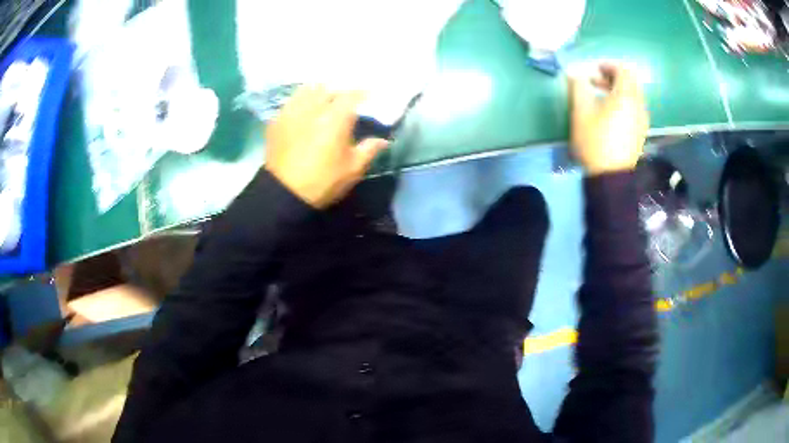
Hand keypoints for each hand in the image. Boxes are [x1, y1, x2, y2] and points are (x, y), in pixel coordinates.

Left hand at [264, 86, 388, 208]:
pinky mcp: (277, 120)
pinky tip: (302, 109)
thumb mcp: (352, 169)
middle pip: (328, 88)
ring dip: (318, 90)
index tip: (367, 95)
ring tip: (322, 97)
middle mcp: (314, 107)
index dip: (361, 92)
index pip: (352, 95)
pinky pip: (291, 102)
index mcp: (336, 117)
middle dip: (338, 90)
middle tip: (344, 98)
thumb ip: (369, 150)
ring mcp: (293, 111)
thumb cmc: (323, 181)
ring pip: (307, 90)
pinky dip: (300, 100)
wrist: (284, 193)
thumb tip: (383, 140)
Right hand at [568, 63, 648, 175]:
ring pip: (632, 96)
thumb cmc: (595, 141)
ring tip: (600, 98)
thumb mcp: (581, 111)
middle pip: (630, 82)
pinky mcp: (640, 132)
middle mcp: (639, 105)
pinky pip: (634, 109)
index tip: (593, 69)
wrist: (611, 177)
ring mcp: (642, 120)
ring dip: (617, 91)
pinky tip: (609, 114)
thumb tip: (574, 73)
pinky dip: (623, 104)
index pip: (623, 69)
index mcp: (626, 96)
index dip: (608, 65)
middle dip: (612, 77)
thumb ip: (578, 86)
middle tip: (594, 82)